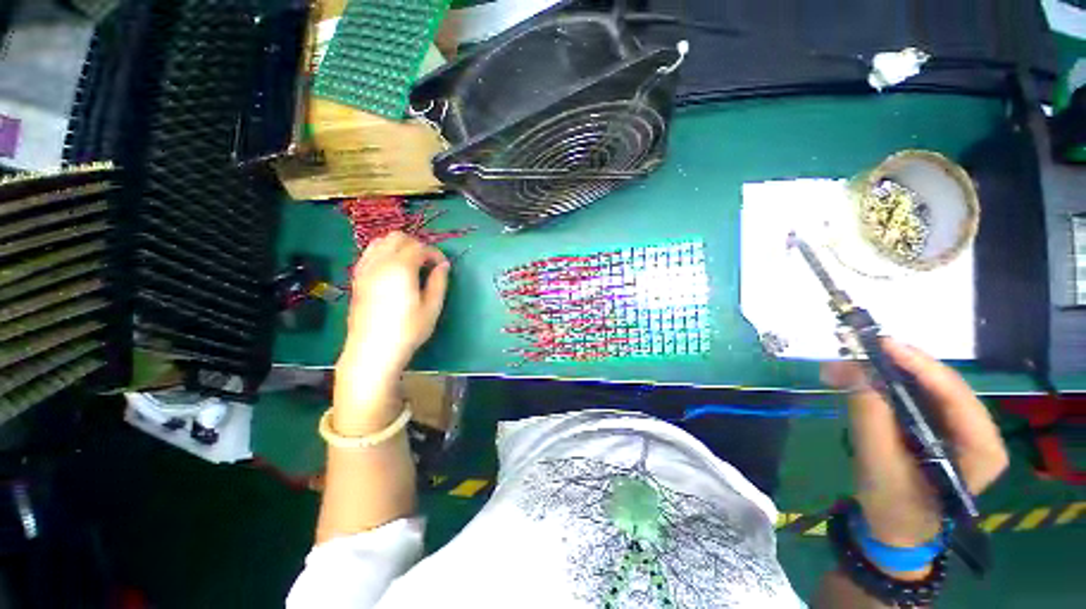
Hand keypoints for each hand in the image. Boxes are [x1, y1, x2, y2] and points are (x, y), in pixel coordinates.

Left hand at [336, 232, 449, 409]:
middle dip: (416, 245)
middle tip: (428, 263)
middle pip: (398, 237)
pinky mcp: (357, 278)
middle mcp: (380, 262)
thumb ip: (439, 282)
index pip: (419, 247)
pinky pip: (369, 254)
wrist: (372, 350)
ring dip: (399, 246)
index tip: (443, 266)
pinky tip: (392, 270)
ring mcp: (364, 269)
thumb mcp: (432, 308)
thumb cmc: (407, 330)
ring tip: (411, 264)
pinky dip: (383, 253)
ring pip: (380, 241)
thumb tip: (443, 265)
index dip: (435, 253)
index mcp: (401, 268)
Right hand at [822, 340, 1007, 565]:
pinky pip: (911, 395)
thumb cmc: (893, 505)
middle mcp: (977, 430)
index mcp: (981, 449)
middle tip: (853, 354)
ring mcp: (957, 426)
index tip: (882, 344)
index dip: (921, 366)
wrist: (895, 527)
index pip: (956, 396)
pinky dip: (881, 384)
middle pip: (940, 385)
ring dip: (883, 373)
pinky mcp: (936, 424)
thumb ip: (871, 418)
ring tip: (843, 367)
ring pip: (922, 386)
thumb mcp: (879, 465)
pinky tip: (853, 379)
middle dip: (895, 366)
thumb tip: (856, 371)